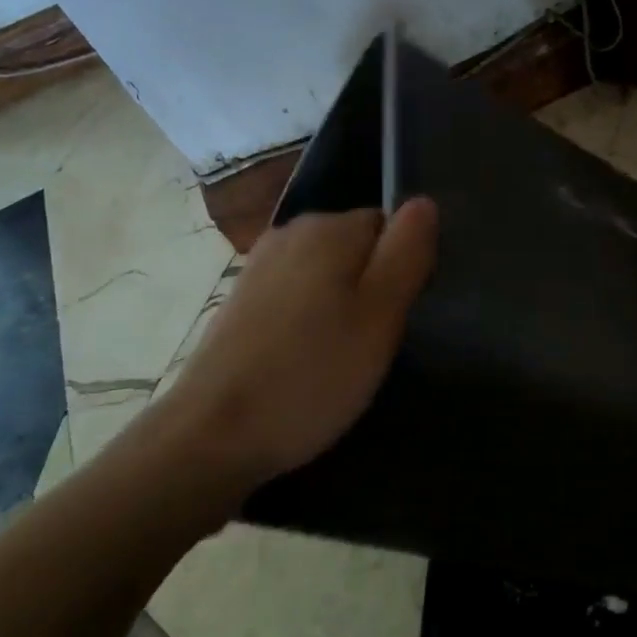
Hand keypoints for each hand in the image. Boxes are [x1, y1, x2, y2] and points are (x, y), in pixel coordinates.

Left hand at [159, 199, 438, 489]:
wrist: (213, 434)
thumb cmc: (312, 374)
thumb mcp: (381, 315)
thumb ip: (407, 252)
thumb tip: (423, 202)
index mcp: (329, 227)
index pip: (390, 227)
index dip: (402, 270)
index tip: (394, 318)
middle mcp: (291, 232)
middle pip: (356, 247)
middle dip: (370, 287)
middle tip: (370, 344)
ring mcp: (259, 265)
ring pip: (324, 274)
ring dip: (338, 306)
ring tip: (338, 358)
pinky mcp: (240, 300)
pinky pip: (294, 295)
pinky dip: (306, 320)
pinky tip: (301, 360)